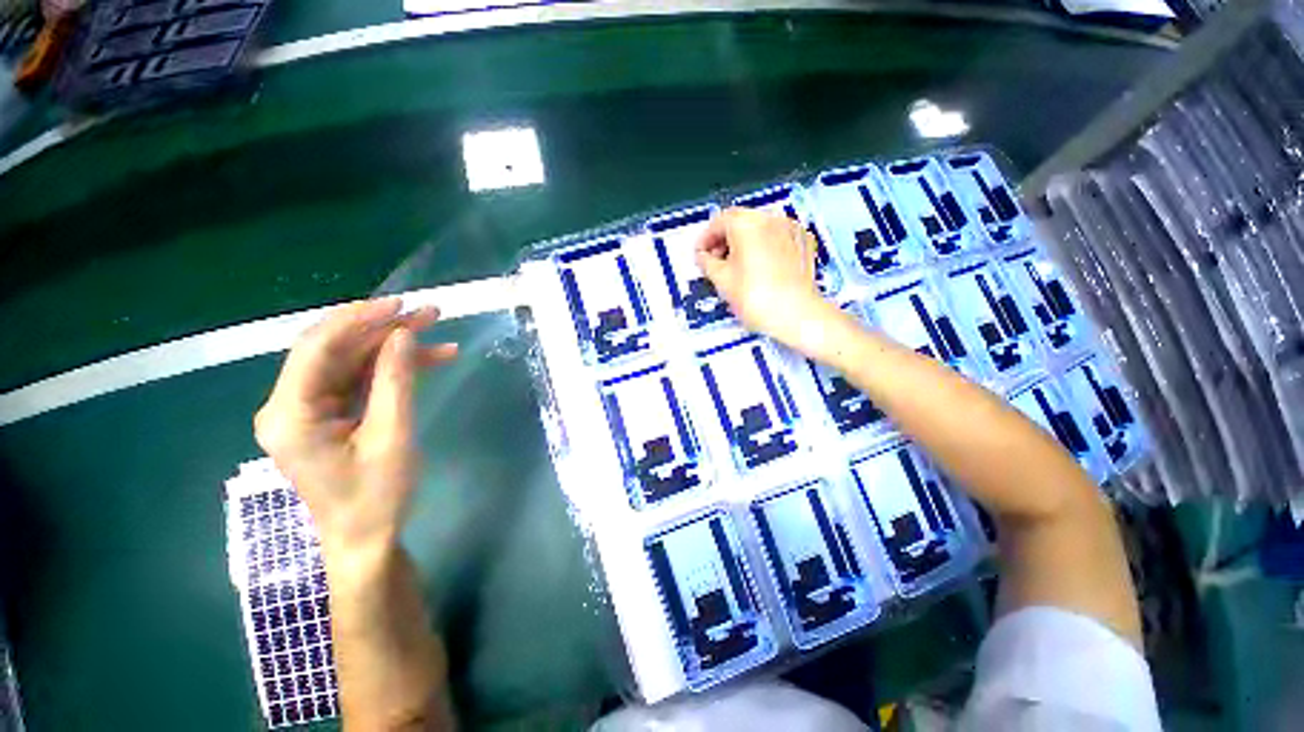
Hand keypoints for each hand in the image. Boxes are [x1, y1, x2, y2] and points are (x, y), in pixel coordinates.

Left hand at [254, 298, 458, 564]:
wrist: (365, 539)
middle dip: (382, 329)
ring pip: (350, 362)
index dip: (359, 319)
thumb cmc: (377, 495)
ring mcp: (308, 411)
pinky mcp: (327, 416)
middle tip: (428, 314)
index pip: (317, 348)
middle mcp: (289, 406)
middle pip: (334, 350)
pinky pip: (358, 381)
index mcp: (290, 414)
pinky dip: (392, 369)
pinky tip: (429, 360)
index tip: (401, 304)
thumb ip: (395, 381)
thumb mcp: (392, 435)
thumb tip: (402, 335)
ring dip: (392, 347)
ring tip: (436, 333)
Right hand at [696, 208, 844, 355]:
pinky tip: (759, 268)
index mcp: (746, 222)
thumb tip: (702, 257)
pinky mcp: (804, 242)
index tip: (700, 254)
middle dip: (724, 240)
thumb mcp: (721, 280)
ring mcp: (790, 228)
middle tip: (715, 262)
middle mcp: (770, 218)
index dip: (705, 239)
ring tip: (736, 268)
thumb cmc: (756, 297)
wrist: (796, 314)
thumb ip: (706, 262)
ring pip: (759, 229)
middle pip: (740, 222)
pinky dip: (764, 247)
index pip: (718, 222)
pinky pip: (777, 238)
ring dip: (744, 243)